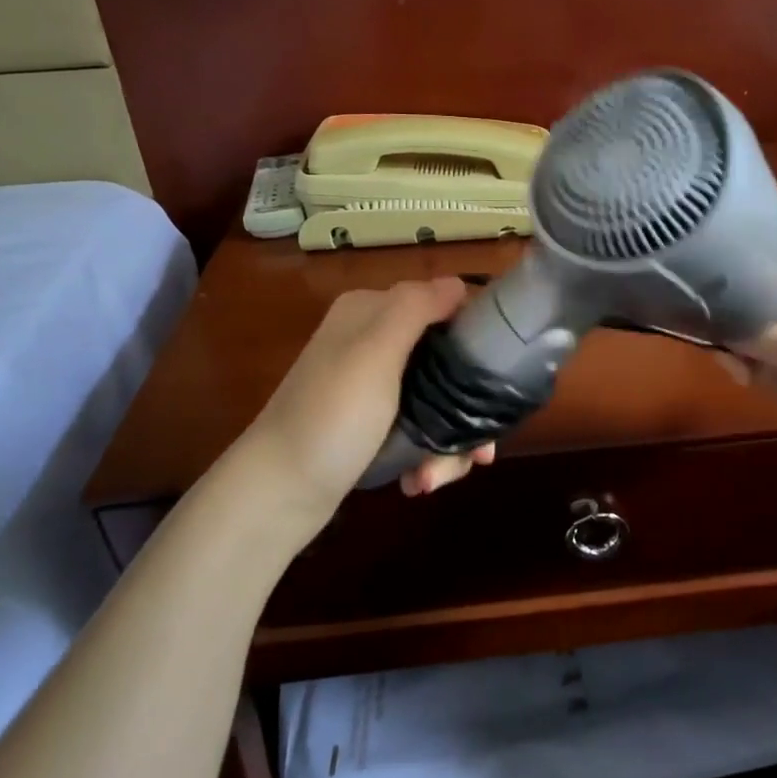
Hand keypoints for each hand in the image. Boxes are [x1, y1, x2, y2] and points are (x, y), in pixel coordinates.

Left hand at [229, 277, 494, 538]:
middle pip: (447, 361)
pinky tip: (419, 480)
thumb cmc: (331, 418)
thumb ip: (416, 309)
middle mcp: (372, 341)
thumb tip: (458, 283)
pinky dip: (426, 454)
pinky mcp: (373, 423)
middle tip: (478, 452)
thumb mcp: (374, 353)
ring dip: (447, 444)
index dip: (477, 338)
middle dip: (466, 408)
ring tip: (434, 477)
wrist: (277, 494)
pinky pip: (419, 427)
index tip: (499, 380)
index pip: (443, 305)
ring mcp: (372, 385)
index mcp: (371, 312)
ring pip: (438, 400)